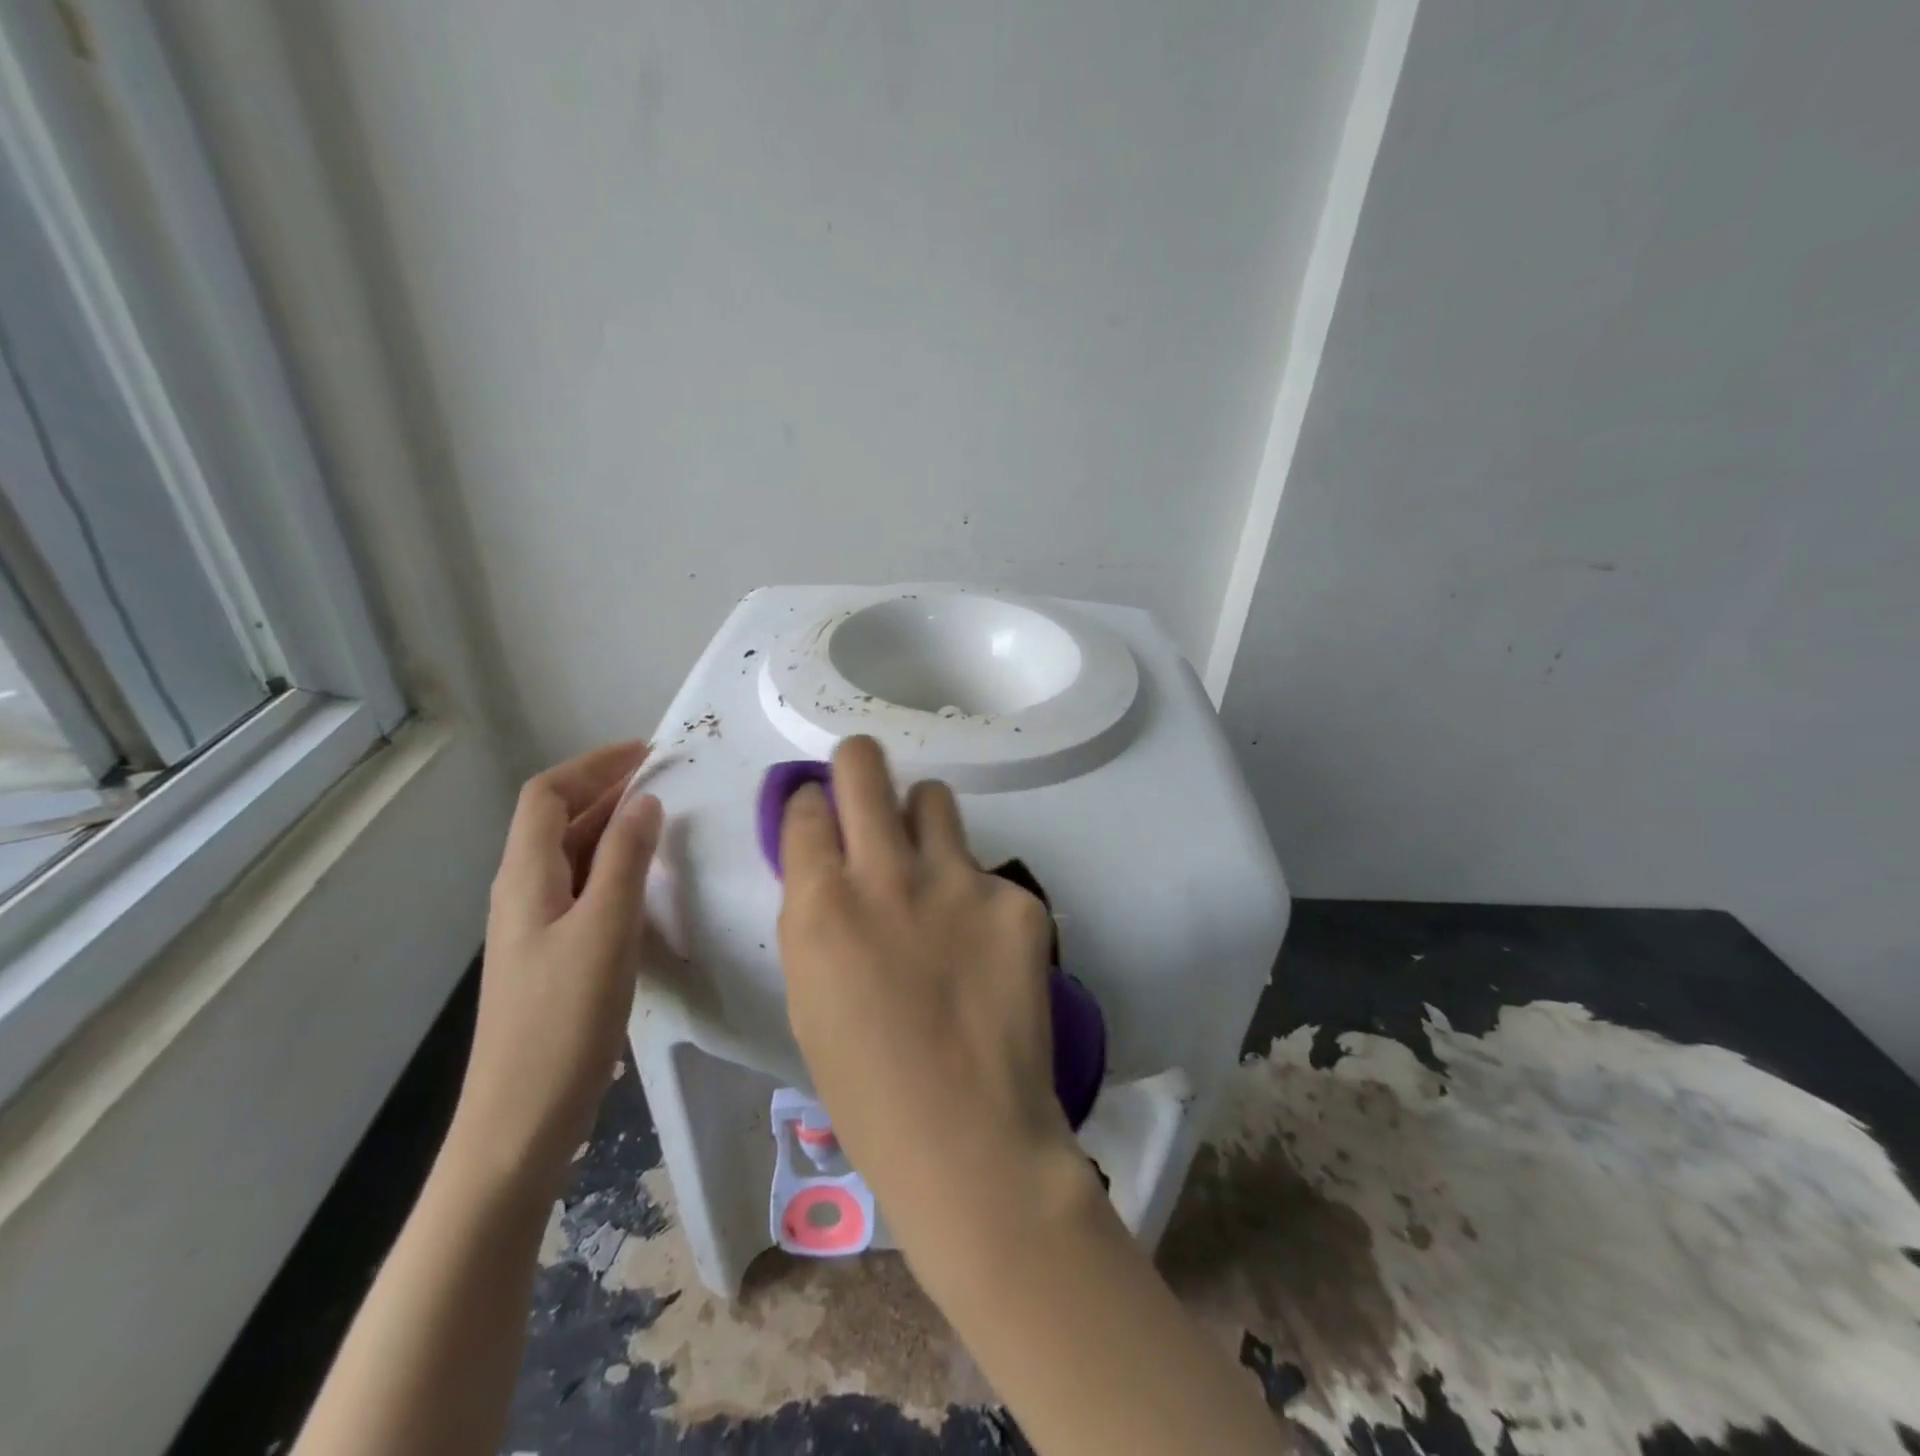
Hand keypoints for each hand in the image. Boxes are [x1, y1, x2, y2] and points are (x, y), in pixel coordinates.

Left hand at [453, 741, 663, 1194]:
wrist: (520, 1120)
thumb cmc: (563, 1020)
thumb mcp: (605, 930)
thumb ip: (625, 860)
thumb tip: (645, 801)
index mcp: (525, 877)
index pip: (547, 794)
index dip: (593, 764)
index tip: (648, 751)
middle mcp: (523, 891)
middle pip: (557, 819)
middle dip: (608, 788)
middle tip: (667, 776)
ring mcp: (535, 925)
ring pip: (572, 853)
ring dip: (612, 824)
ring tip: (664, 816)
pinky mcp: (552, 954)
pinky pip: (582, 887)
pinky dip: (614, 864)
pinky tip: (647, 879)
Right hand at [777, 736, 1095, 1289]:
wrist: (968, 1139)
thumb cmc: (866, 1087)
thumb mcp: (810, 993)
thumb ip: (818, 916)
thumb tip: (831, 865)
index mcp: (820, 904)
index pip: (808, 807)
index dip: (812, 808)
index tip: (823, 818)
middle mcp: (886, 874)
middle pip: (864, 764)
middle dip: (857, 762)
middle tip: (864, 779)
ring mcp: (958, 880)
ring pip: (934, 798)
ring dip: (923, 820)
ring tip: (931, 865)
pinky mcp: (1017, 899)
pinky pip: (988, 873)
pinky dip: (978, 898)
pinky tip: (984, 950)